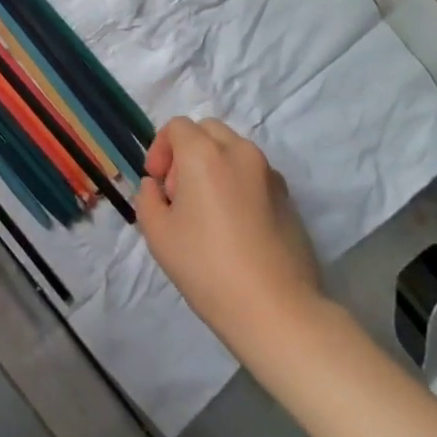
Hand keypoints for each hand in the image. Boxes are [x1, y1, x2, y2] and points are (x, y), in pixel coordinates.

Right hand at [136, 117, 323, 349]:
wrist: (275, 310)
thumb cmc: (207, 268)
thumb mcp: (157, 234)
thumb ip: (148, 197)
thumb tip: (157, 187)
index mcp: (204, 154)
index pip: (177, 127)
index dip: (160, 149)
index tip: (157, 183)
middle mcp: (240, 152)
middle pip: (207, 131)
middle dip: (187, 151)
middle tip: (179, 193)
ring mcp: (270, 174)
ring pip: (233, 151)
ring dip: (214, 166)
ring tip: (208, 211)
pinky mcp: (289, 198)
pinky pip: (255, 174)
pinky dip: (238, 183)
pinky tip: (235, 225)